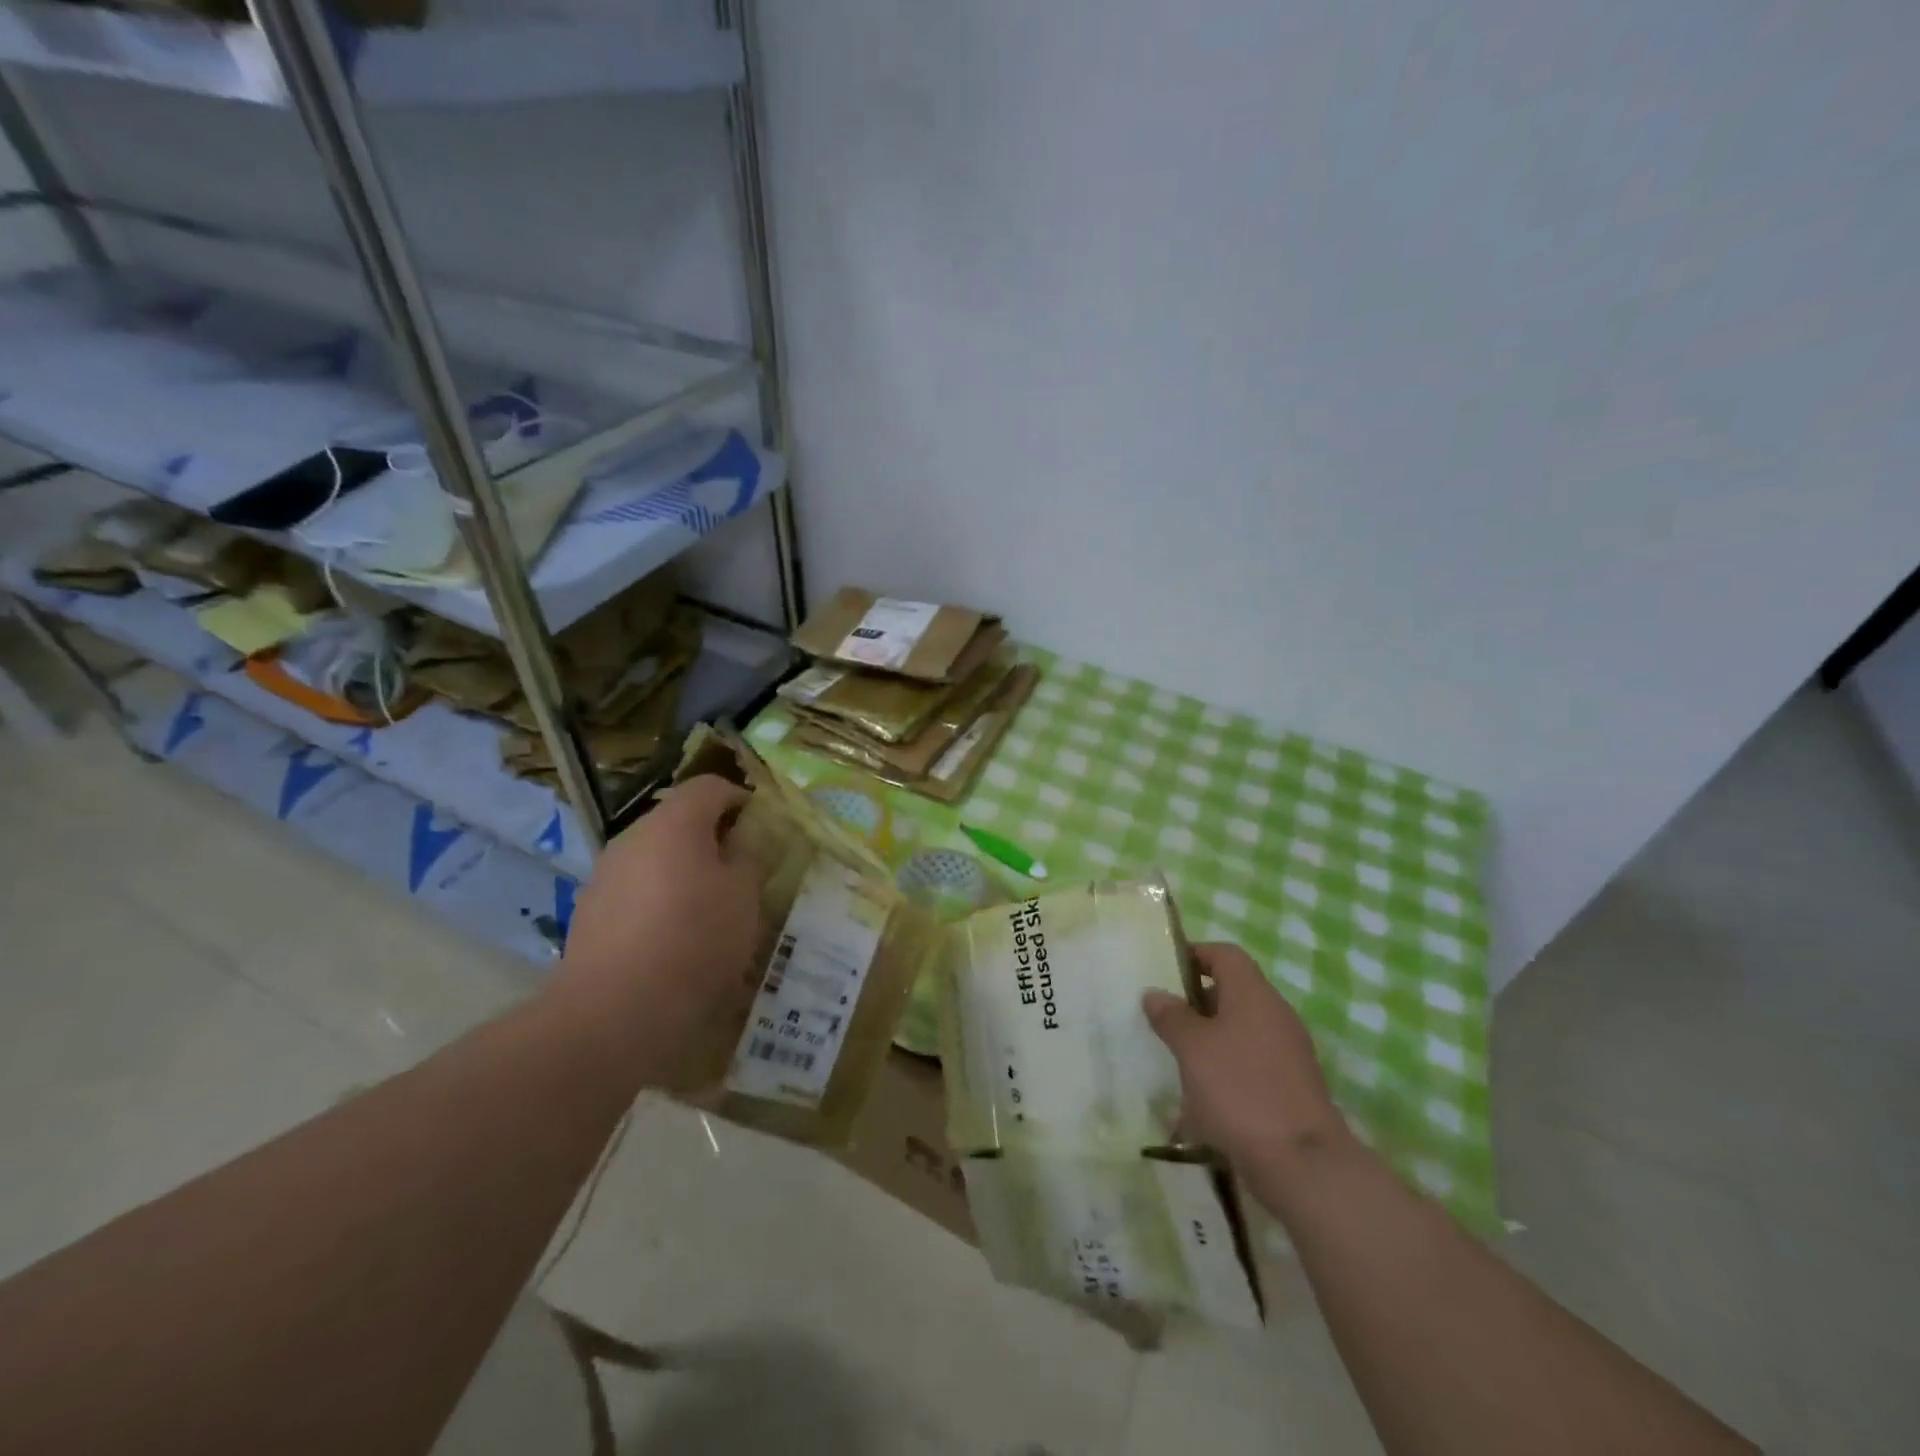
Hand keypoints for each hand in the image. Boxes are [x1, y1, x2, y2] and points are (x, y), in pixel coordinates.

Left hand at [554, 775, 763, 1077]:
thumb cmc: (694, 940)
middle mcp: (633, 838)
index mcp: (674, 823)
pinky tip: (676, 939)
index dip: (741, 799)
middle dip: (713, 839)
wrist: (613, 1012)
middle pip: (679, 821)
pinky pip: (636, 891)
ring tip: (711, 910)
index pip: (710, 786)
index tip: (762, 828)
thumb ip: (748, 858)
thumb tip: (740, 844)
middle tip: (742, 872)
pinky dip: (659, 901)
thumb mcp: (745, 896)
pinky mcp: (590, 913)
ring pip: (656, 857)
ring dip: (685, 871)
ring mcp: (605, 876)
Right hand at [1143, 943, 1350, 1190]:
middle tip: (1162, 1019)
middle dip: (1196, 1003)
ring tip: (1176, 1060)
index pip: (1225, 954)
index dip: (1194, 955)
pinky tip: (1202, 1099)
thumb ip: (1171, 1016)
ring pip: (1239, 1031)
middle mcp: (1275, 1014)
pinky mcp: (1290, 1088)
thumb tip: (1155, 993)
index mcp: (1253, 993)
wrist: (1302, 1164)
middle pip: (1232, 992)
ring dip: (1208, 1040)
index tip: (1163, 974)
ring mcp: (1287, 1053)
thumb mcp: (1191, 1048)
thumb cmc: (1239, 1089)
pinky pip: (1250, 1064)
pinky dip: (1225, 1071)